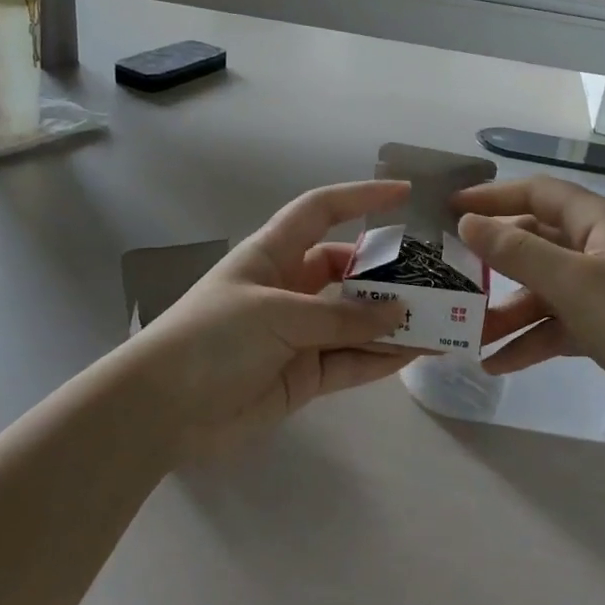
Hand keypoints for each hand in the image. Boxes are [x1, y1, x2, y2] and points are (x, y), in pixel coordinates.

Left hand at [116, 180, 416, 456]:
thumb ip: (341, 318)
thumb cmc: (213, 338)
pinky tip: (416, 354)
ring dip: (393, 322)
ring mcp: (298, 334)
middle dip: (388, 274)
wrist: (164, 409)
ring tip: (440, 322)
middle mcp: (289, 288)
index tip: (404, 195)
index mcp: (273, 254)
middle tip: (436, 280)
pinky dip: (380, 359)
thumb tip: (399, 315)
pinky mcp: (303, 375)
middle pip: (348, 271)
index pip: (320, 211)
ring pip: (355, 321)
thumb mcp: (278, 314)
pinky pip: (350, 361)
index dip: (359, 198)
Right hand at [451, 175, 604, 432]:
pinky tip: (497, 363)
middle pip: (535, 242)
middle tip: (450, 274)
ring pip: (543, 289)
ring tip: (468, 335)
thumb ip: (516, 252)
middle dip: (493, 262)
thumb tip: (467, 224)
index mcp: (599, 222)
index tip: (449, 210)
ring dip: (507, 311)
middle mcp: (600, 248)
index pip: (537, 193)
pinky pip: (557, 323)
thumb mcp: (573, 284)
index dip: (492, 197)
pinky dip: (530, 339)